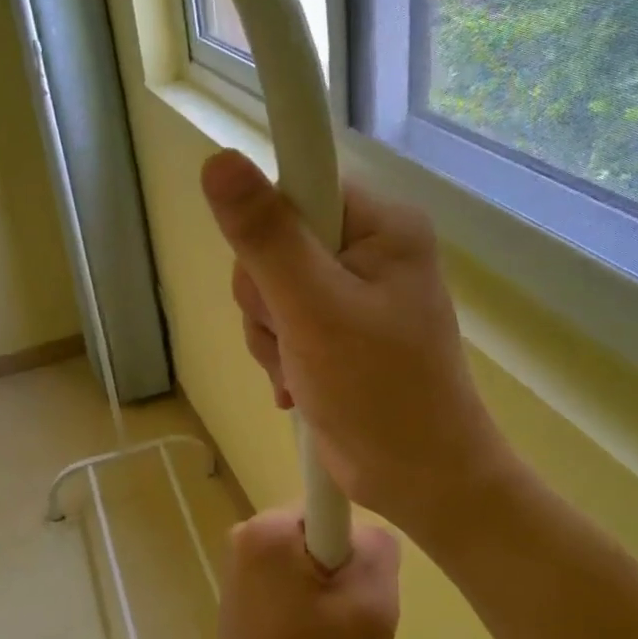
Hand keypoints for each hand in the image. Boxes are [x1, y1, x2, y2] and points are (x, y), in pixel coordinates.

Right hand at [200, 149, 513, 546]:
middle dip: (267, 299)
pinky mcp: (335, 328)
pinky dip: (278, 354)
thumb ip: (266, 237)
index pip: (298, 187)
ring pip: (267, 287)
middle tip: (296, 335)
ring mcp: (350, 290)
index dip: (271, 230)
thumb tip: (219, 159)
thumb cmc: (378, 391)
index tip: (275, 279)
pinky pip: (278, 320)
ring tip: (301, 369)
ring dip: (269, 335)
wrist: (418, 479)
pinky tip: (298, 384)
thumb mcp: (314, 310)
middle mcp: (368, 248)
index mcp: (381, 225)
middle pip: (274, 241)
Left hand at [213, 509, 398, 638]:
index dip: (355, 542)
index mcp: (267, 530)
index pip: (330, 503)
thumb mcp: (372, 601)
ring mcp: (239, 570)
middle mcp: (245, 538)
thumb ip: (377, 546)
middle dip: (345, 573)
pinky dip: (312, 610)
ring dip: (332, 597)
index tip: (357, 582)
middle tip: (356, 618)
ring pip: (309, 565)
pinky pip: (291, 587)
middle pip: (320, 536)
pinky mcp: (241, 598)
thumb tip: (364, 535)